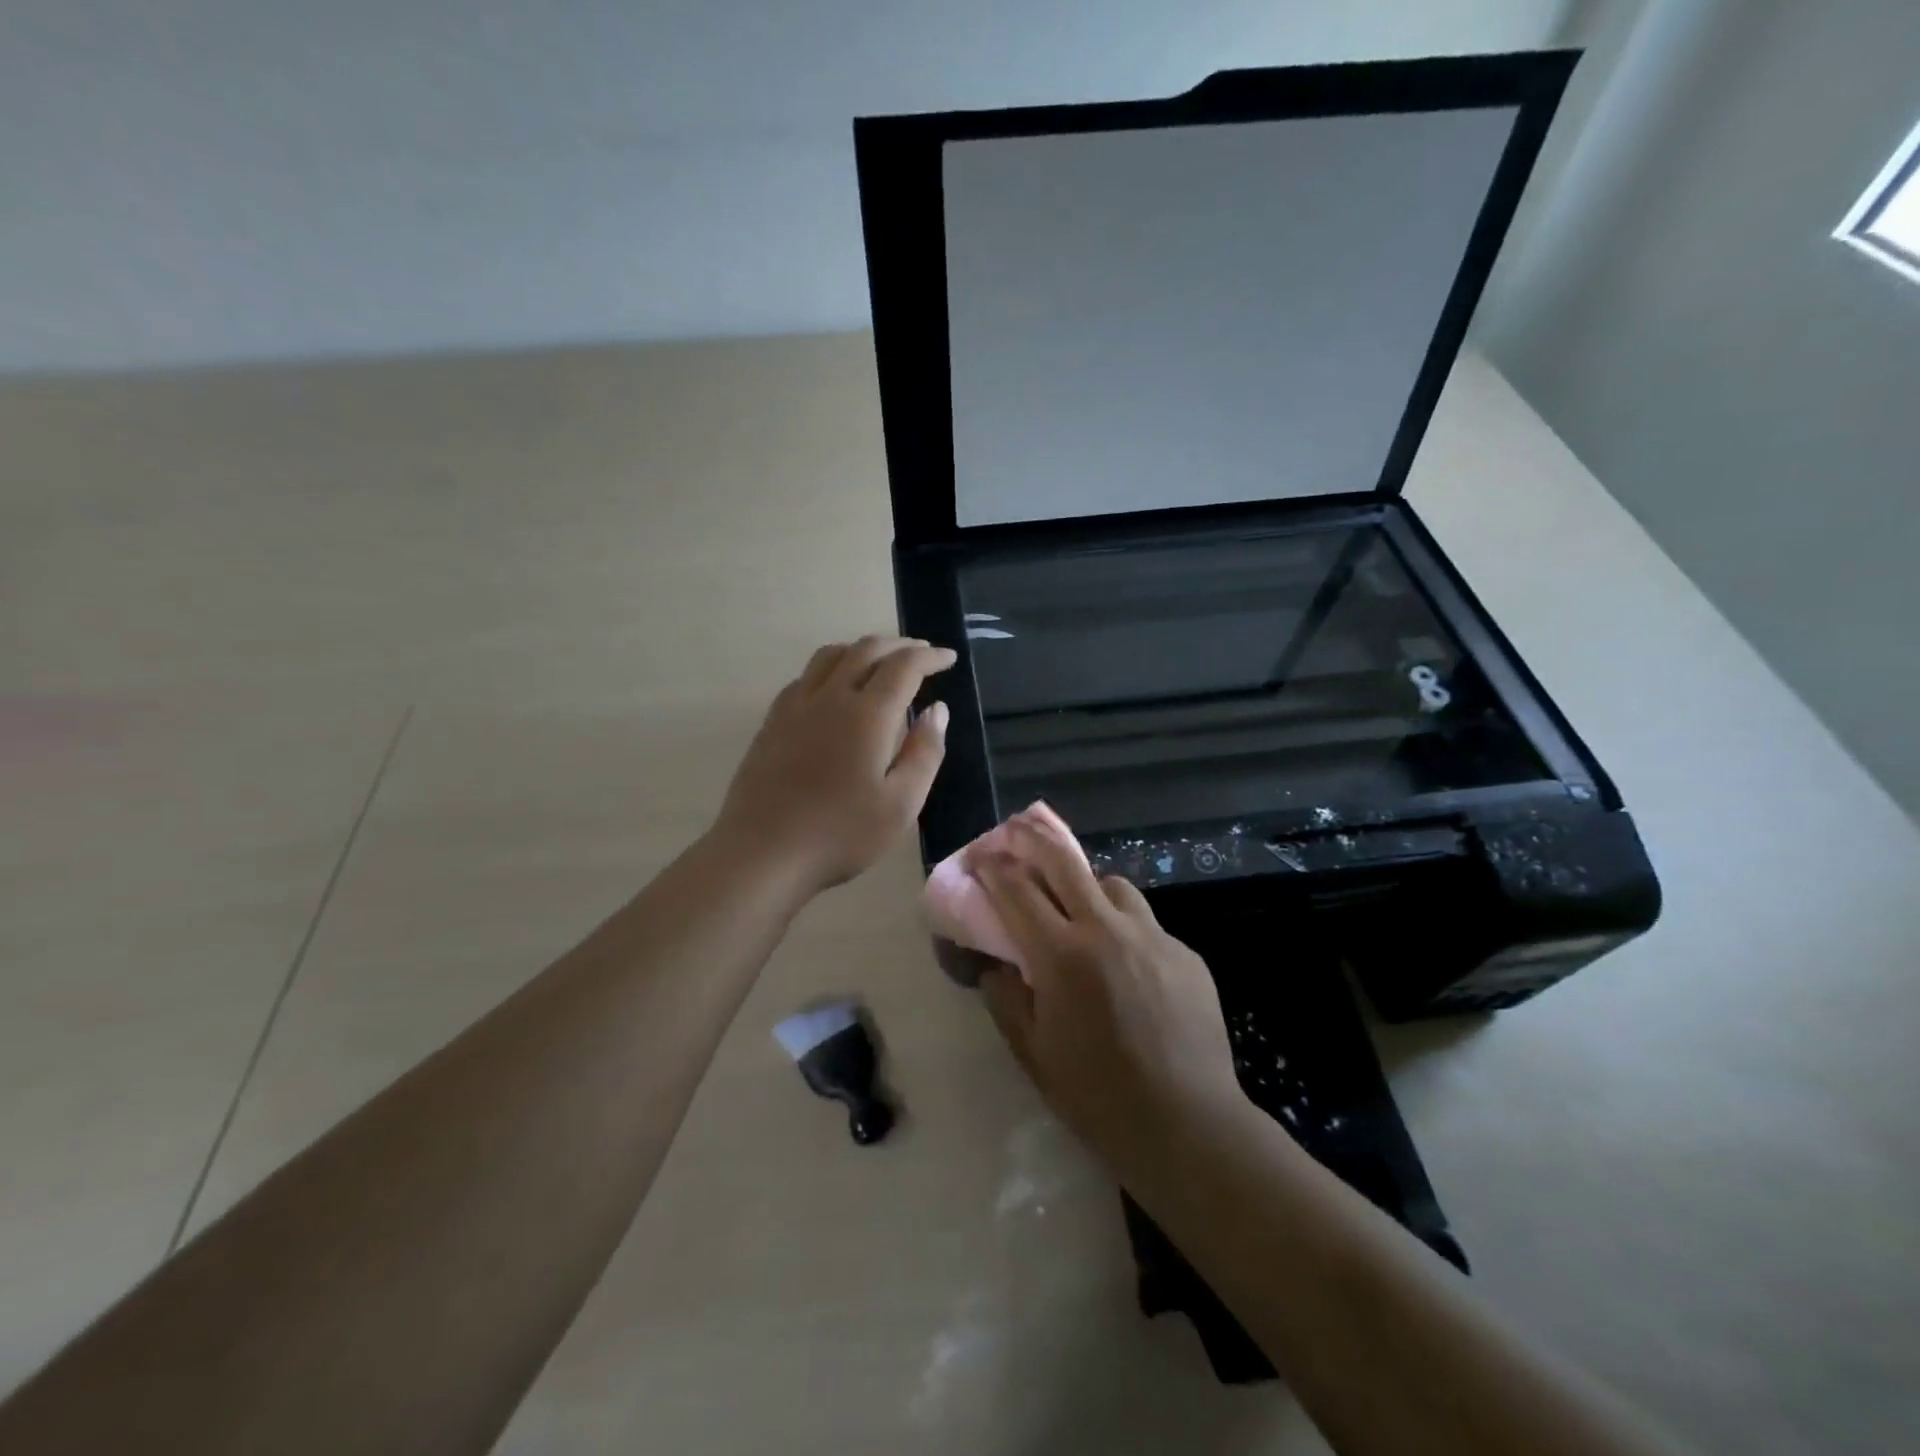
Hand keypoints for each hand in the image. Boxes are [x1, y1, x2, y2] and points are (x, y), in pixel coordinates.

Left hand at [712, 636, 954, 898]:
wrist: (763, 852)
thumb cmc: (841, 834)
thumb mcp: (901, 804)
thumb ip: (925, 752)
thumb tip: (937, 710)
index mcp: (867, 714)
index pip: (904, 666)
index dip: (930, 656)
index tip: (949, 657)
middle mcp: (830, 697)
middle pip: (866, 650)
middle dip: (899, 646)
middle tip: (922, 654)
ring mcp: (795, 706)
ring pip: (831, 656)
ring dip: (862, 650)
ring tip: (880, 663)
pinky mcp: (772, 721)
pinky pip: (806, 676)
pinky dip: (831, 668)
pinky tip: (835, 690)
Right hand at [973, 810, 1245, 1179]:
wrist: (1188, 1124)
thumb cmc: (1097, 1095)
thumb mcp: (1033, 1052)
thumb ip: (1006, 998)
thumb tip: (997, 965)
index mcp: (1062, 955)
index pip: (1017, 890)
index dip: (994, 868)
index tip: (980, 857)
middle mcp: (1106, 931)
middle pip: (1065, 862)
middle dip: (1034, 839)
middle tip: (1017, 830)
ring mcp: (1152, 937)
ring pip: (1112, 885)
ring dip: (1086, 884)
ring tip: (1079, 906)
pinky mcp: (1185, 953)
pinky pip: (1146, 924)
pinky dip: (1124, 928)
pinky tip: (1126, 963)